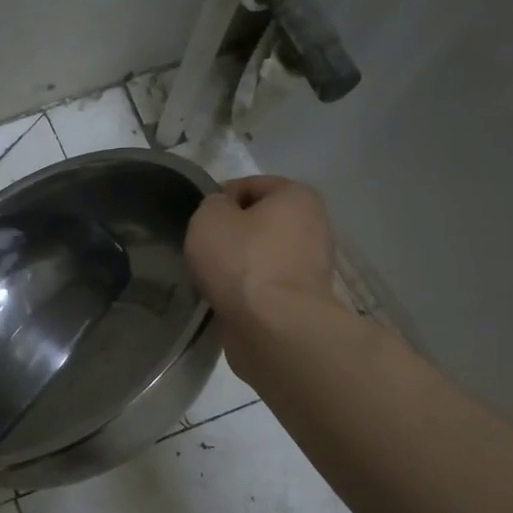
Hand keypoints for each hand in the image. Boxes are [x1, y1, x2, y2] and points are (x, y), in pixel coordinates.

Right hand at [185, 176, 335, 324]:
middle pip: (259, 222)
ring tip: (213, 279)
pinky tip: (228, 299)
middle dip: (231, 234)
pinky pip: (266, 284)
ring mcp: (311, 266)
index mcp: (296, 196)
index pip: (250, 184)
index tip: (199, 223)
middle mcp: (313, 225)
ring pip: (262, 255)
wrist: (274, 328)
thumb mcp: (209, 218)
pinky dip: (247, 290)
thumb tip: (222, 213)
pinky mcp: (303, 299)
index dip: (219, 199)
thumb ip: (212, 205)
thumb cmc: (242, 262)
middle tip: (204, 251)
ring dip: (238, 265)